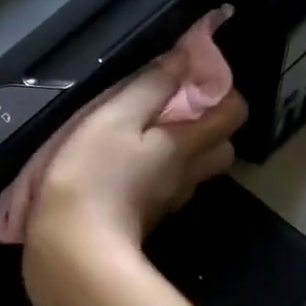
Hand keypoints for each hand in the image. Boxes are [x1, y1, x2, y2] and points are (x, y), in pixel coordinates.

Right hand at [26, 59, 246, 257]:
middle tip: (173, 109)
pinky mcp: (143, 221)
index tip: (194, 76)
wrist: (72, 251)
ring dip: (182, 152)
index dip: (223, 90)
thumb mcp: (114, 117)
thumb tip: (186, 54)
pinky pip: (164, 190)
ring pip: (193, 172)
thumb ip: (150, 85)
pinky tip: (124, 168)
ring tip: (145, 136)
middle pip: (221, 148)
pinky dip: (156, 175)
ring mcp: (166, 203)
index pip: (233, 113)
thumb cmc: (92, 176)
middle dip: (209, 126)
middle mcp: (185, 175)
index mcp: (184, 145)